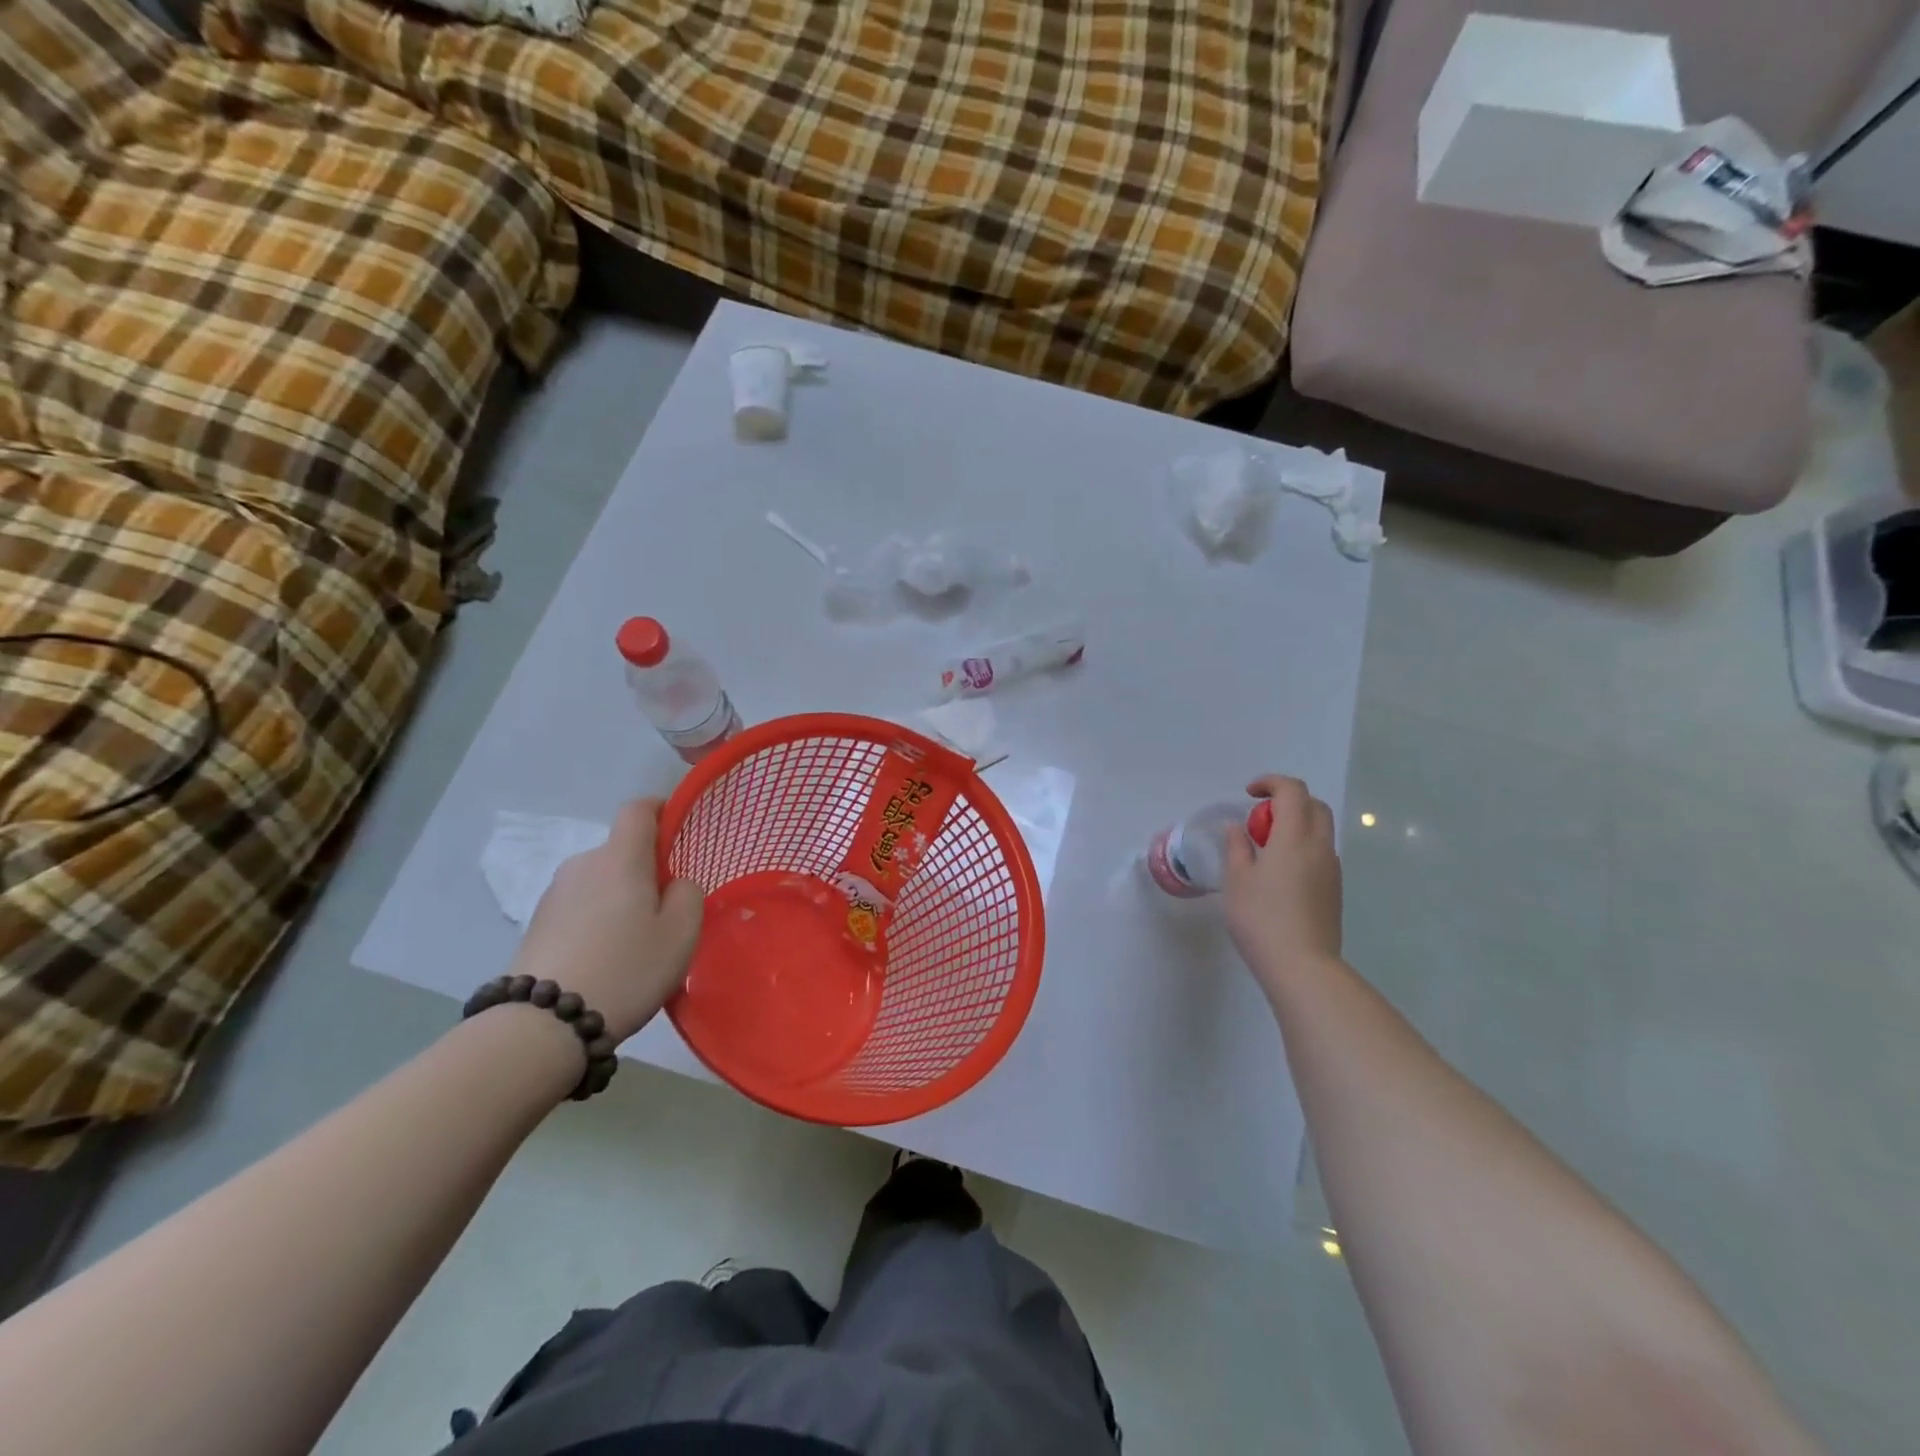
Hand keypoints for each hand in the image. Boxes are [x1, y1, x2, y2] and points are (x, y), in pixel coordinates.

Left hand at [507, 799, 704, 1042]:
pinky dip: (597, 920)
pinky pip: (580, 907)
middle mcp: (583, 864)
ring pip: (601, 881)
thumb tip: (674, 884)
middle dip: (646, 869)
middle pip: (621, 850)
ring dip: (620, 898)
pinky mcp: (537, 924)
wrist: (542, 1025)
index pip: (639, 808)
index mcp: (620, 857)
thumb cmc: (626, 968)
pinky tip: (606, 959)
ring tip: (635, 943)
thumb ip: (689, 894)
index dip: (662, 810)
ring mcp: (554, 894)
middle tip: (667, 910)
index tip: (680, 833)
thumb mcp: (681, 933)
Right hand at [1223, 775, 1342, 996]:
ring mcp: (1332, 869)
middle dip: (1287, 801)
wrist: (1302, 966)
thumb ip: (1237, 847)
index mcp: (1294, 837)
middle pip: (1314, 806)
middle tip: (1259, 820)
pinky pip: (1321, 854)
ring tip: (1265, 849)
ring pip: (1320, 830)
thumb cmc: (1261, 918)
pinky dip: (1302, 848)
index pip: (1292, 791)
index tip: (1248, 794)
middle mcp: (1320, 847)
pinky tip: (1279, 875)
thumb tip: (1237, 828)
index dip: (1270, 783)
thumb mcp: (1237, 880)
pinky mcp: (1335, 890)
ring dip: (1296, 826)